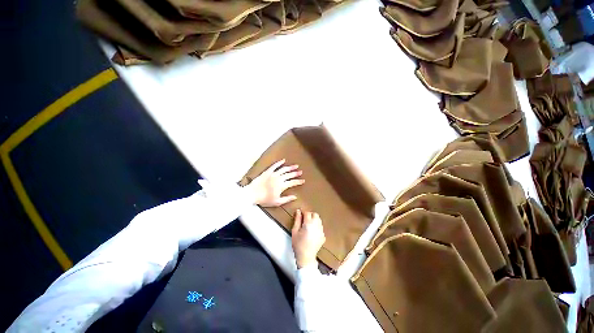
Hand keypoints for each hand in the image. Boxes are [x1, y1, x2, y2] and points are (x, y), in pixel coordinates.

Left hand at [246, 159, 304, 206]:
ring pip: (284, 169)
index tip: (303, 180)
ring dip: (290, 167)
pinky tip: (283, 160)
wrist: (252, 194)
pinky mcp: (267, 172)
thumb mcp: (277, 202)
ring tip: (295, 166)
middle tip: (301, 172)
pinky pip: (274, 166)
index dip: (298, 181)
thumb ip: (287, 199)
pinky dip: (279, 163)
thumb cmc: (265, 199)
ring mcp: (273, 174)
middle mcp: (279, 178)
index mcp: (282, 186)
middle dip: (296, 173)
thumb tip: (295, 197)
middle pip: (289, 175)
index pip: (293, 182)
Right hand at [291, 209, 325, 268]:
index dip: (303, 212)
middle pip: (315, 214)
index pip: (307, 213)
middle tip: (304, 220)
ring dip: (314, 220)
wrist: (306, 257)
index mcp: (309, 223)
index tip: (300, 215)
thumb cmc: (298, 244)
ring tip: (308, 226)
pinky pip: (320, 227)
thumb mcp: (294, 231)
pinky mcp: (323, 236)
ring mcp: (321, 231)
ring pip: (319, 220)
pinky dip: (317, 227)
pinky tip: (312, 232)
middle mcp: (317, 225)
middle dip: (310, 215)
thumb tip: (298, 211)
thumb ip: (297, 219)